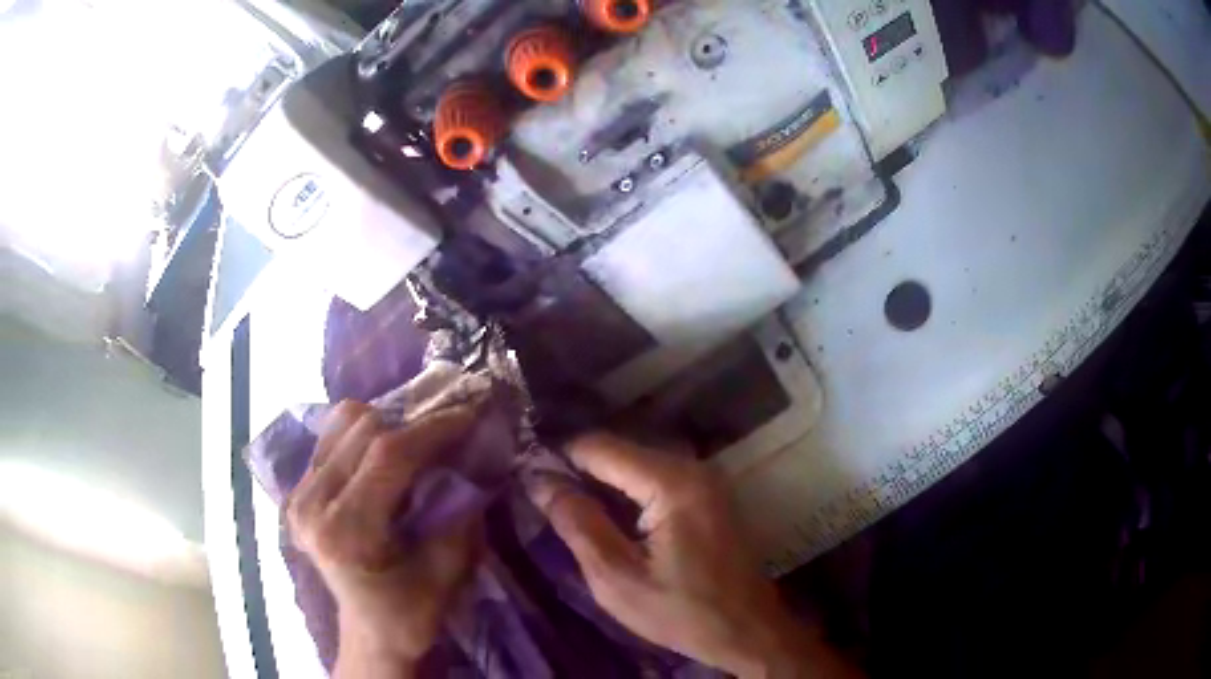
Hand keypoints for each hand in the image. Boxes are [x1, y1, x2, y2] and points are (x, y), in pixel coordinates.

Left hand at [287, 401, 480, 678]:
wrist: (368, 631)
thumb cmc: (411, 613)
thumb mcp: (449, 574)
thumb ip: (461, 516)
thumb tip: (474, 459)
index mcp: (346, 533)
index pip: (388, 457)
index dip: (433, 428)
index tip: (469, 414)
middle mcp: (312, 505)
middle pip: (364, 429)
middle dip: (414, 423)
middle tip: (450, 430)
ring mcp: (298, 493)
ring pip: (345, 422)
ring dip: (388, 423)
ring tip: (418, 441)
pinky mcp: (297, 488)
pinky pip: (332, 436)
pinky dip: (365, 433)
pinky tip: (386, 453)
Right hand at [533, 433, 860, 678]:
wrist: (748, 630)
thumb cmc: (683, 612)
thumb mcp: (618, 579)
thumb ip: (578, 524)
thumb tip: (540, 480)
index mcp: (672, 482)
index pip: (598, 447)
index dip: (557, 458)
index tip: (524, 478)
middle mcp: (692, 466)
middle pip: (618, 452)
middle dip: (578, 472)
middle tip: (541, 501)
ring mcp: (705, 479)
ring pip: (635, 465)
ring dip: (600, 483)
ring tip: (565, 510)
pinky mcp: (708, 495)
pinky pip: (655, 480)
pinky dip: (625, 493)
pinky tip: (606, 519)